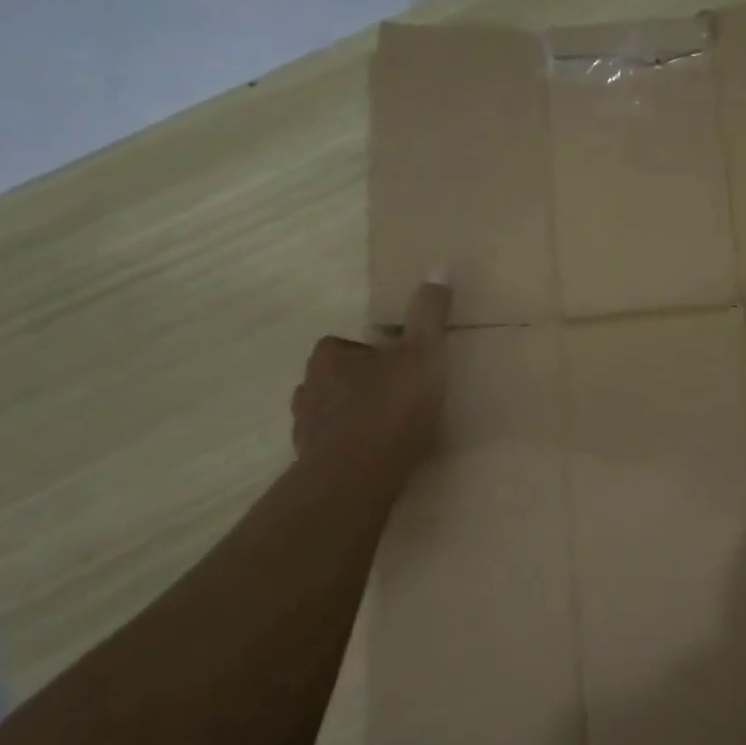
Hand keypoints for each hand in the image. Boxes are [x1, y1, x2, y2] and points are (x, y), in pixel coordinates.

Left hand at [290, 280, 451, 471]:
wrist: (358, 477)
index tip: (397, 367)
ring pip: (328, 415)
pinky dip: (348, 450)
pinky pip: (330, 449)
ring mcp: (306, 430)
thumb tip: (439, 267)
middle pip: (332, 380)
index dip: (370, 354)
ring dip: (350, 418)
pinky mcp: (311, 465)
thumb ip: (429, 314)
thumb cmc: (391, 408)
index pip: (342, 345)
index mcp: (329, 358)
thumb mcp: (423, 353)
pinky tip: (375, 459)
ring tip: (386, 430)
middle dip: (358, 386)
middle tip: (395, 398)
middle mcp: (308, 389)